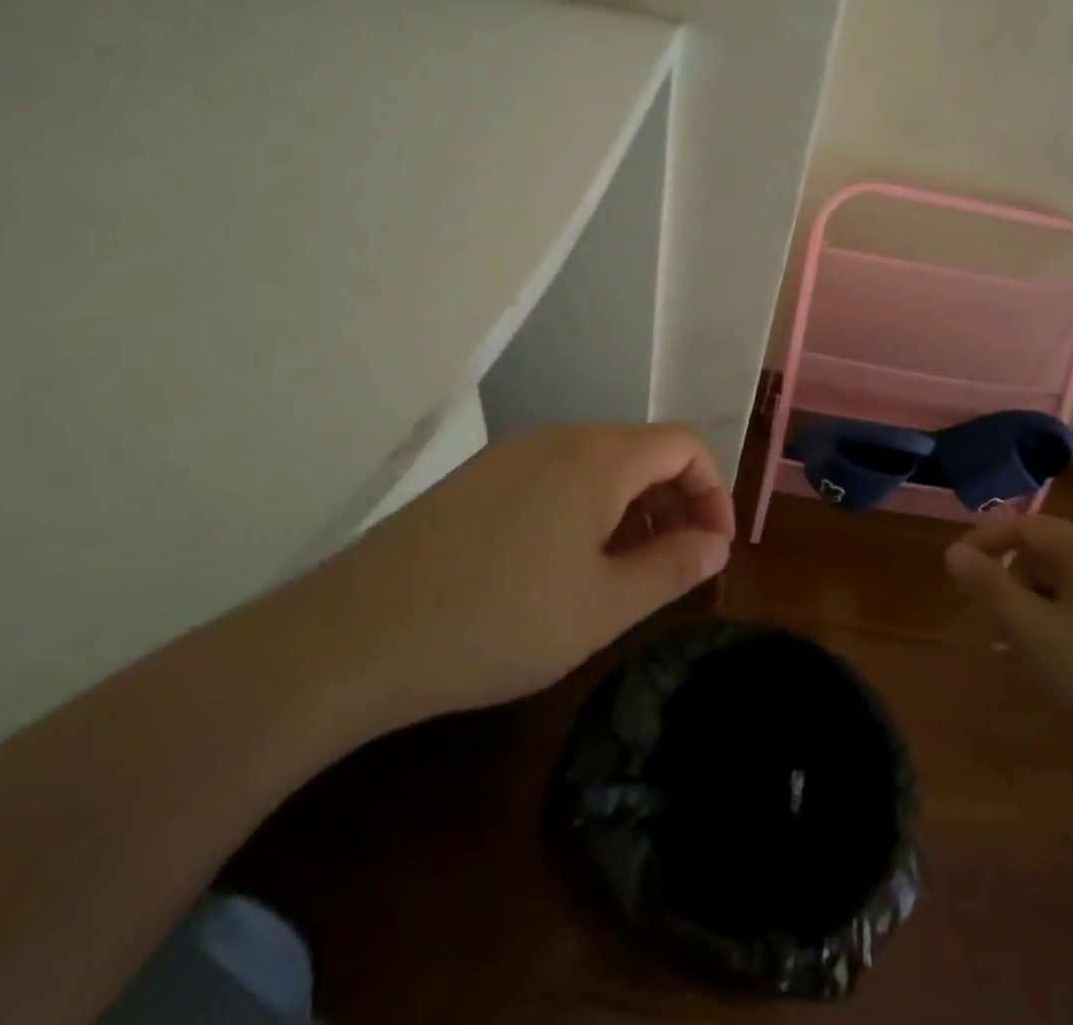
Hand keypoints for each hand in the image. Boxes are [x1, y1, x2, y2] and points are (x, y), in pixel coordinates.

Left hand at [314, 423, 734, 722]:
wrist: (356, 635)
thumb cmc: (500, 621)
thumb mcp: (604, 606)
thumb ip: (672, 567)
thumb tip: (716, 544)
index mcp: (599, 456)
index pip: (684, 445)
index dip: (713, 491)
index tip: (713, 548)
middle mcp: (559, 437)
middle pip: (641, 451)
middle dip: (673, 503)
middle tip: (673, 566)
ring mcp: (512, 454)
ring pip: (597, 465)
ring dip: (629, 509)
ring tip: (622, 572)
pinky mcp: (478, 478)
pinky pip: (555, 477)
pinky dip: (584, 510)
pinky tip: (563, 566)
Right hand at [945, 516, 1072, 779]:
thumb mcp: (1033, 632)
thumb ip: (989, 586)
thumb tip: (954, 551)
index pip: (1025, 524)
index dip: (984, 540)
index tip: (954, 568)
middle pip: (1046, 551)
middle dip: (1010, 578)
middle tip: (988, 616)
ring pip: (1066, 581)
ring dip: (1033, 602)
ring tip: (1019, 645)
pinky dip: (1060, 619)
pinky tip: (1057, 658)